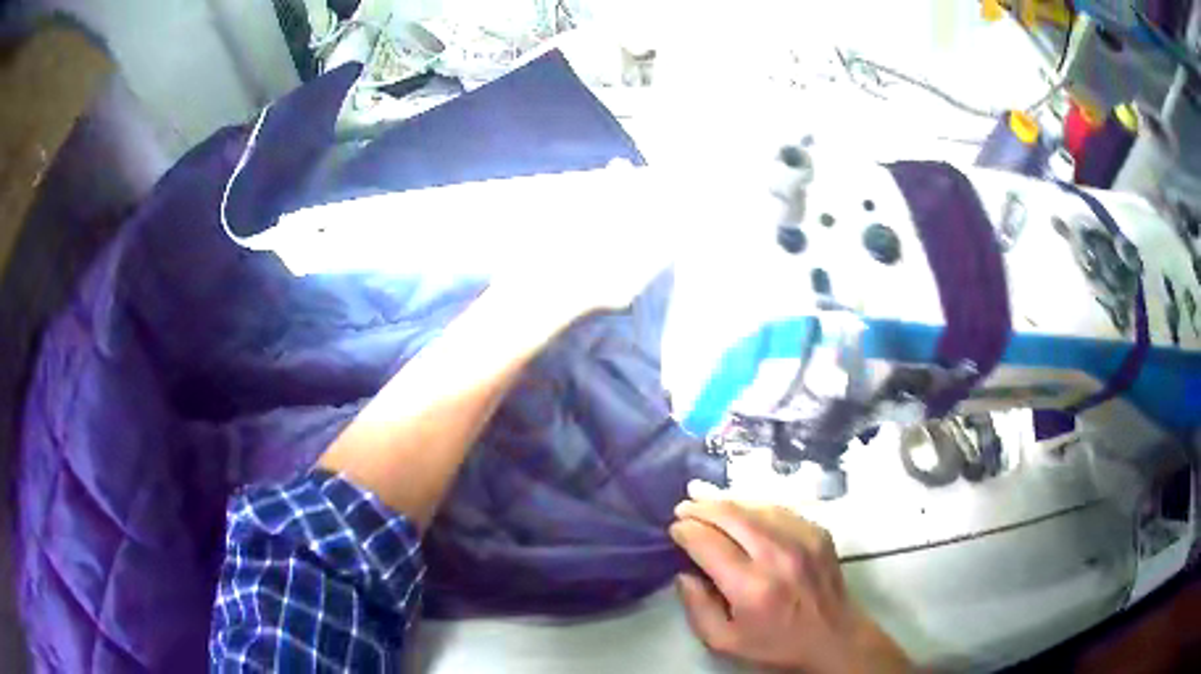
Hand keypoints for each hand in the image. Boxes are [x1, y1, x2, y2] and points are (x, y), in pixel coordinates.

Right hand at [669, 500, 910, 673]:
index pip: (708, 543)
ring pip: (756, 506)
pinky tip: (743, 510)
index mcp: (751, 587)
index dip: (686, 531)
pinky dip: (755, 506)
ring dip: (727, 501)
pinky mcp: (818, 532)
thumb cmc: (776, 645)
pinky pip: (779, 509)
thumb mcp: (724, 642)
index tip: (674, 529)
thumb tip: (684, 573)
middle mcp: (777, 555)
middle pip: (731, 515)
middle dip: (702, 507)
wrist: (834, 638)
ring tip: (707, 501)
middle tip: (684, 507)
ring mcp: (802, 539)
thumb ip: (697, 608)